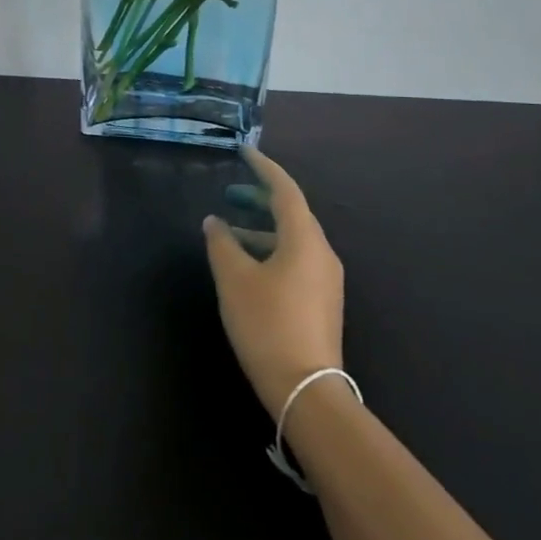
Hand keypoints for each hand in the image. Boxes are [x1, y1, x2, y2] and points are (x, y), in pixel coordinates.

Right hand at [202, 147, 344, 415]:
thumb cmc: (266, 323)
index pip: (285, 190)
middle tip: (231, 191)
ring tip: (229, 232)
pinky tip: (247, 265)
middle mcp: (322, 253)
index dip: (263, 168)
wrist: (306, 388)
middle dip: (261, 198)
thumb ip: (221, 244)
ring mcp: (326, 279)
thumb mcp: (234, 279)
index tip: (244, 151)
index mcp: (304, 239)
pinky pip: (296, 259)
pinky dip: (271, 250)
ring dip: (263, 228)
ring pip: (293, 238)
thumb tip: (214, 222)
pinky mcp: (322, 301)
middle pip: (292, 213)